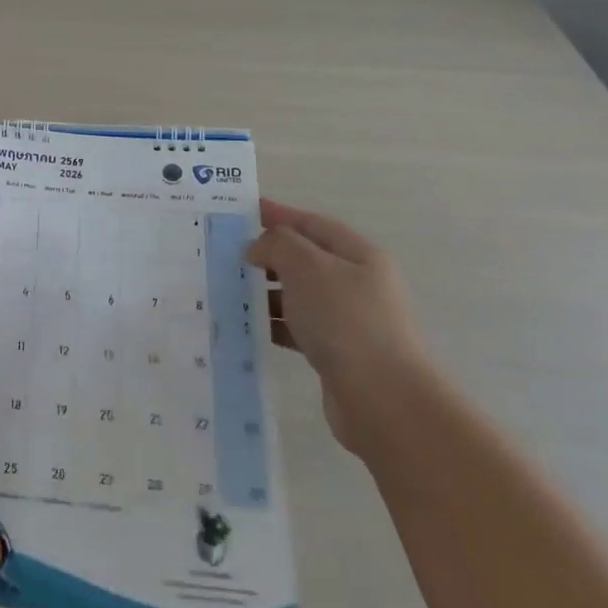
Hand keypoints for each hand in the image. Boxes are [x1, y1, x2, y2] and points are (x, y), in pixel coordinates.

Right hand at [245, 199, 435, 455]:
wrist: (382, 397)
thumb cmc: (345, 321)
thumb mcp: (308, 267)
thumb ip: (278, 245)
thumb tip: (258, 249)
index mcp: (358, 255)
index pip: (312, 224)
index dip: (278, 214)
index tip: (242, 210)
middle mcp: (357, 283)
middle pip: (305, 259)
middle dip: (267, 254)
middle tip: (226, 254)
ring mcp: (348, 319)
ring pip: (298, 294)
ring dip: (265, 291)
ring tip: (228, 291)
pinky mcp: (337, 351)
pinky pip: (297, 327)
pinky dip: (273, 324)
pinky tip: (248, 328)